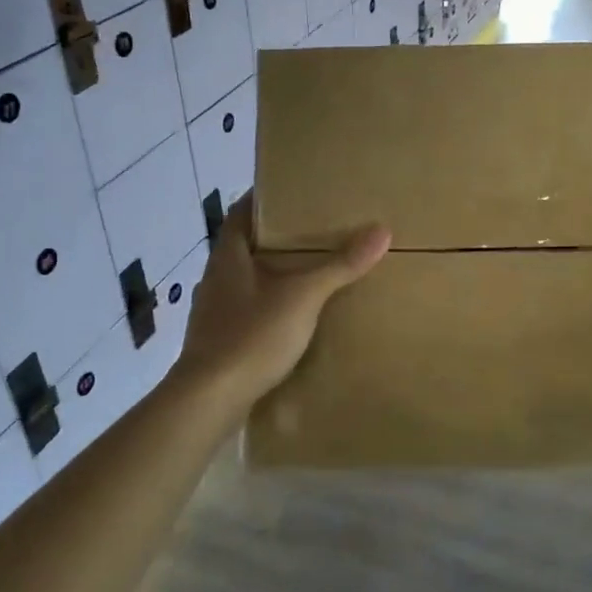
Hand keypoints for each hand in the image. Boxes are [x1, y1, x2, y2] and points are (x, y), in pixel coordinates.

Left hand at [173, 196, 390, 413]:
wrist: (209, 399)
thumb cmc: (252, 335)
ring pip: (247, 277)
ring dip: (273, 271)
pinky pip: (248, 307)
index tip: (296, 192)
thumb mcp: (303, 297)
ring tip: (310, 269)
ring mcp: (214, 309)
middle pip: (247, 243)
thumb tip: (381, 230)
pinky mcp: (219, 338)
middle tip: (316, 229)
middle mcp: (216, 275)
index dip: (266, 198)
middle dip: (278, 236)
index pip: (243, 210)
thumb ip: (340, 265)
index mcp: (228, 254)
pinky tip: (292, 314)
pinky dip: (269, 303)